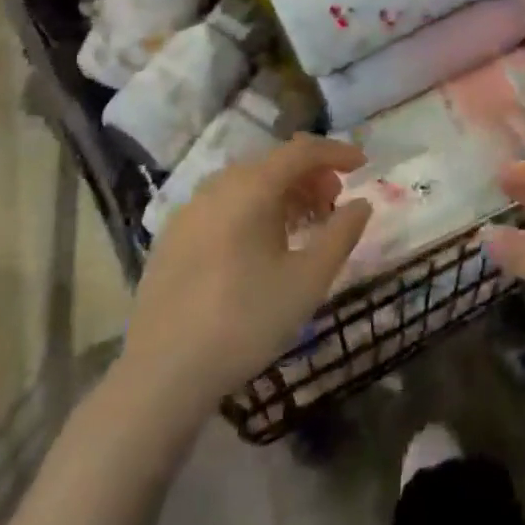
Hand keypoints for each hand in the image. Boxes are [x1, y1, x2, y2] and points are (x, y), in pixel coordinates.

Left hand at [117, 135, 371, 416]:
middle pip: (273, 163)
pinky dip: (252, 210)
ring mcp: (189, 210)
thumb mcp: (308, 281)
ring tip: (303, 225)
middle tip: (334, 203)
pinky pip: (223, 205)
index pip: (302, 150)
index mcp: (251, 188)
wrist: (161, 374)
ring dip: (282, 193)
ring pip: (246, 184)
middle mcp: (217, 186)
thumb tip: (362, 203)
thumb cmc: (244, 321)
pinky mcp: (172, 237)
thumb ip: (341, 235)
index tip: (364, 166)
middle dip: (310, 175)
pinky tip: (260, 246)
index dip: (337, 152)